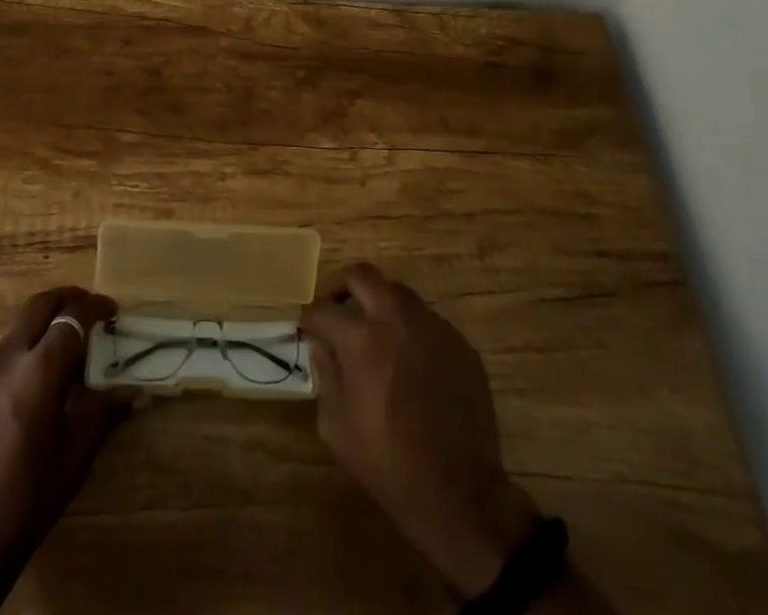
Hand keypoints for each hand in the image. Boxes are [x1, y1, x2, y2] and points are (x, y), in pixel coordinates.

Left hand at [0, 287, 133, 614]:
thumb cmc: (24, 502)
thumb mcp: (73, 459)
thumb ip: (103, 414)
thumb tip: (135, 392)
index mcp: (39, 371)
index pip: (73, 318)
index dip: (96, 308)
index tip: (113, 312)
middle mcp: (8, 356)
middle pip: (40, 304)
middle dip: (68, 298)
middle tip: (89, 309)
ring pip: (18, 323)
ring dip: (44, 320)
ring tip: (65, 341)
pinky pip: (1, 348)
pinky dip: (24, 343)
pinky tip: (33, 374)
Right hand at [301, 263, 541, 599]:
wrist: (459, 492)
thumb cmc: (388, 462)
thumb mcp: (336, 426)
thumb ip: (325, 374)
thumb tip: (324, 346)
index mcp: (361, 337)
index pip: (323, 308)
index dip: (310, 318)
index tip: (308, 329)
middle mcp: (396, 318)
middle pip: (362, 275)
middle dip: (340, 286)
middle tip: (335, 308)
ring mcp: (432, 326)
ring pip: (397, 292)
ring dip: (378, 303)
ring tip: (373, 332)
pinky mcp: (459, 342)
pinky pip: (426, 320)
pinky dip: (408, 329)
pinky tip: (407, 360)